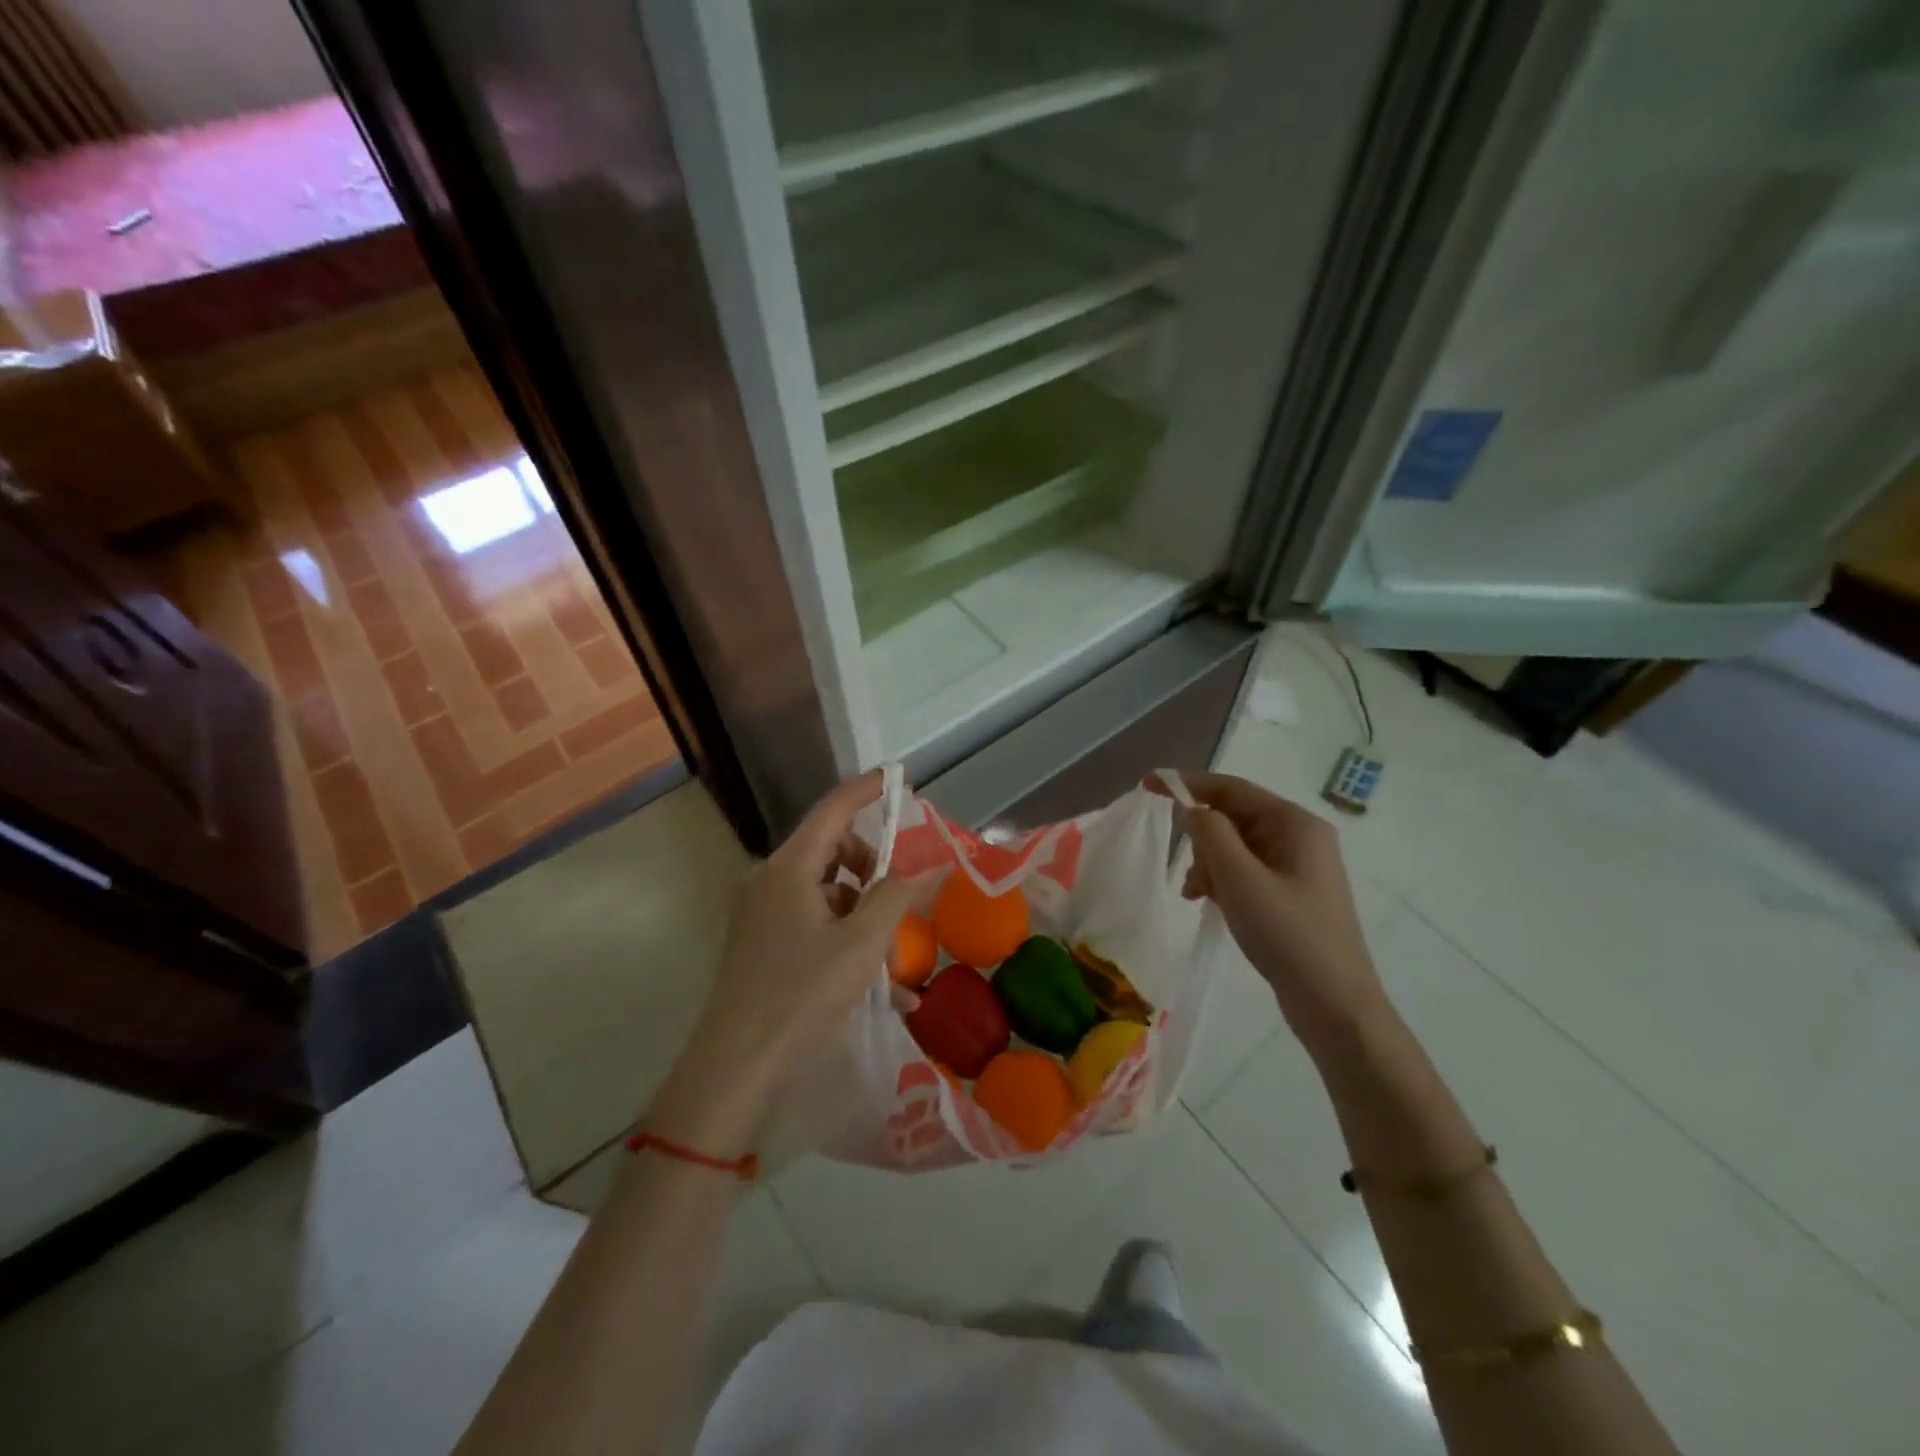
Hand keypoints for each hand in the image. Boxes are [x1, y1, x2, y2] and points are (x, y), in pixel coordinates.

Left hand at [690, 770, 916, 1097]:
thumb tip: (934, 862)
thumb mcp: (863, 942)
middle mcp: (769, 880)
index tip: (901, 780)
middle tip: (900, 896)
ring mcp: (761, 912)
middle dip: (872, 867)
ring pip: (825, 890)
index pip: (833, 809)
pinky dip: (843, 935)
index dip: (868, 790)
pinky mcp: (760, 941)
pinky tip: (876, 983)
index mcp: (789, 868)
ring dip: (862, 911)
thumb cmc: (803, 993)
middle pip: (830, 849)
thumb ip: (899, 894)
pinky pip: (811, 920)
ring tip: (892, 961)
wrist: (737, 1065)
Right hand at [1154, 771, 1390, 1060]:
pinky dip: (1224, 881)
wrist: (1335, 1005)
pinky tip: (1211, 904)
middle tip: (1189, 875)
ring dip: (1210, 865)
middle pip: (1234, 818)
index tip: (1148, 785)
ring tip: (1198, 896)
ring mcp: (1298, 866)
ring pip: (1236, 847)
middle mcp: (1300, 837)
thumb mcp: (1240, 879)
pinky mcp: (1292, 893)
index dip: (1188, 784)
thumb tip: (1193, 809)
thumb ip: (1211, 834)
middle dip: (1203, 840)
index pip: (1232, 789)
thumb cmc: (1287, 934)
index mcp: (1295, 824)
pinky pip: (1246, 871)